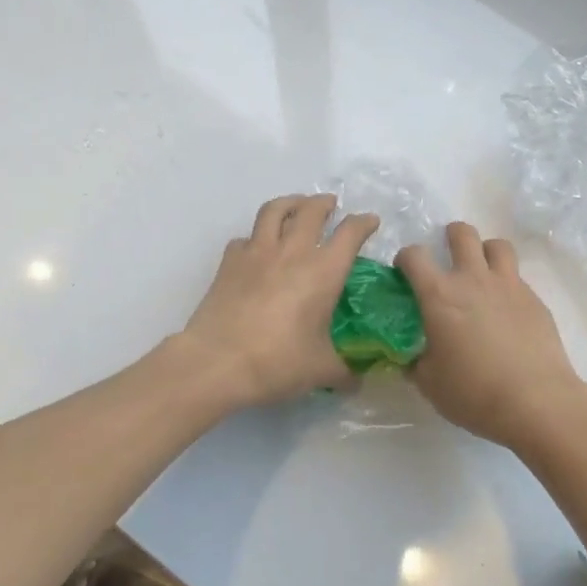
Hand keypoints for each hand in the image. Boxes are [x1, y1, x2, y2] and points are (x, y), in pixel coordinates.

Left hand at [178, 194, 380, 408]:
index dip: (363, 223)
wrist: (216, 362)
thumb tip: (359, 382)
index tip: (370, 222)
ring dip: (290, 203)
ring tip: (296, 207)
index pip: (350, 233)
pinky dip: (256, 236)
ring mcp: (256, 252)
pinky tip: (257, 248)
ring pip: (274, 210)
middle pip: (311, 210)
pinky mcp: (229, 262)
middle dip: (324, 203)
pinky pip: (245, 237)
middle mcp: (292, 252)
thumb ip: (344, 372)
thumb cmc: (277, 362)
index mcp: (323, 271)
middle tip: (331, 206)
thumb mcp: (321, 371)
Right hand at [397, 223, 586, 450]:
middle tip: (447, 256)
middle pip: (462, 234)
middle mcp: (474, 279)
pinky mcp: (535, 300)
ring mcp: (509, 286)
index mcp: (439, 295)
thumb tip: (411, 357)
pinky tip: (505, 312)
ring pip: (497, 245)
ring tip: (481, 272)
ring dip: (485, 251)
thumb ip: (416, 362)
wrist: (536, 402)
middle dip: (451, 236)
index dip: (405, 259)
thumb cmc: (474, 392)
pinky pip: (517, 278)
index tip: (405, 273)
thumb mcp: (429, 383)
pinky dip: (507, 285)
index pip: (414, 256)